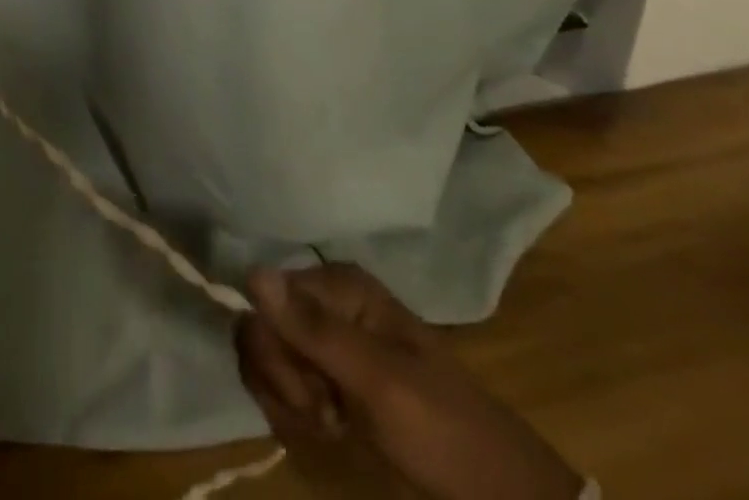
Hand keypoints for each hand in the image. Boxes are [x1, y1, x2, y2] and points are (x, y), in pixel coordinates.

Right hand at [237, 264, 582, 499]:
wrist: (497, 499)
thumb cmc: (445, 433)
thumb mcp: (382, 384)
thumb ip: (315, 330)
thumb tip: (250, 272)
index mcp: (339, 286)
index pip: (264, 298)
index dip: (276, 349)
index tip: (315, 394)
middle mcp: (324, 303)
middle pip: (259, 327)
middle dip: (282, 379)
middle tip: (326, 414)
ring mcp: (324, 342)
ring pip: (264, 357)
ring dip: (286, 400)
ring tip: (331, 424)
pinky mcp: (325, 378)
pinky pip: (279, 382)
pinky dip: (293, 412)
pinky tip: (327, 429)